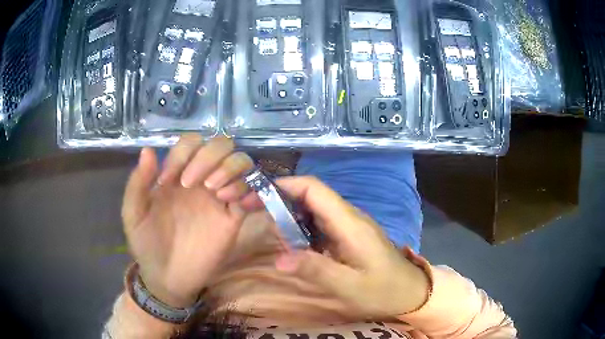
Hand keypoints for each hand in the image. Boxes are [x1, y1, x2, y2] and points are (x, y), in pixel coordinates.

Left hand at [122, 135, 256, 307]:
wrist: (167, 278)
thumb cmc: (147, 244)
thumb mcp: (134, 214)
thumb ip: (137, 183)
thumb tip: (148, 150)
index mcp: (176, 174)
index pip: (191, 142)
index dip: (183, 153)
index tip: (168, 182)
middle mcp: (201, 179)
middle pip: (222, 146)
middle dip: (210, 157)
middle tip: (197, 184)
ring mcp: (219, 197)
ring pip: (241, 163)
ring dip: (231, 169)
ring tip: (217, 193)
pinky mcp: (235, 217)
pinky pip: (253, 193)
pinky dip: (252, 191)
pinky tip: (237, 205)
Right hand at [274, 177, 429, 317]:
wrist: (410, 292)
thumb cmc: (384, 290)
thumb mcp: (349, 286)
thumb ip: (316, 270)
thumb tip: (279, 259)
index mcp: (350, 224)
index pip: (315, 189)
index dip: (286, 185)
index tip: (260, 193)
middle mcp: (349, 217)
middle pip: (312, 195)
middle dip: (282, 198)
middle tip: (255, 211)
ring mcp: (350, 226)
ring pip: (315, 209)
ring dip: (291, 214)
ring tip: (268, 228)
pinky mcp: (350, 236)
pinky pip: (321, 224)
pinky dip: (302, 228)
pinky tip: (291, 243)